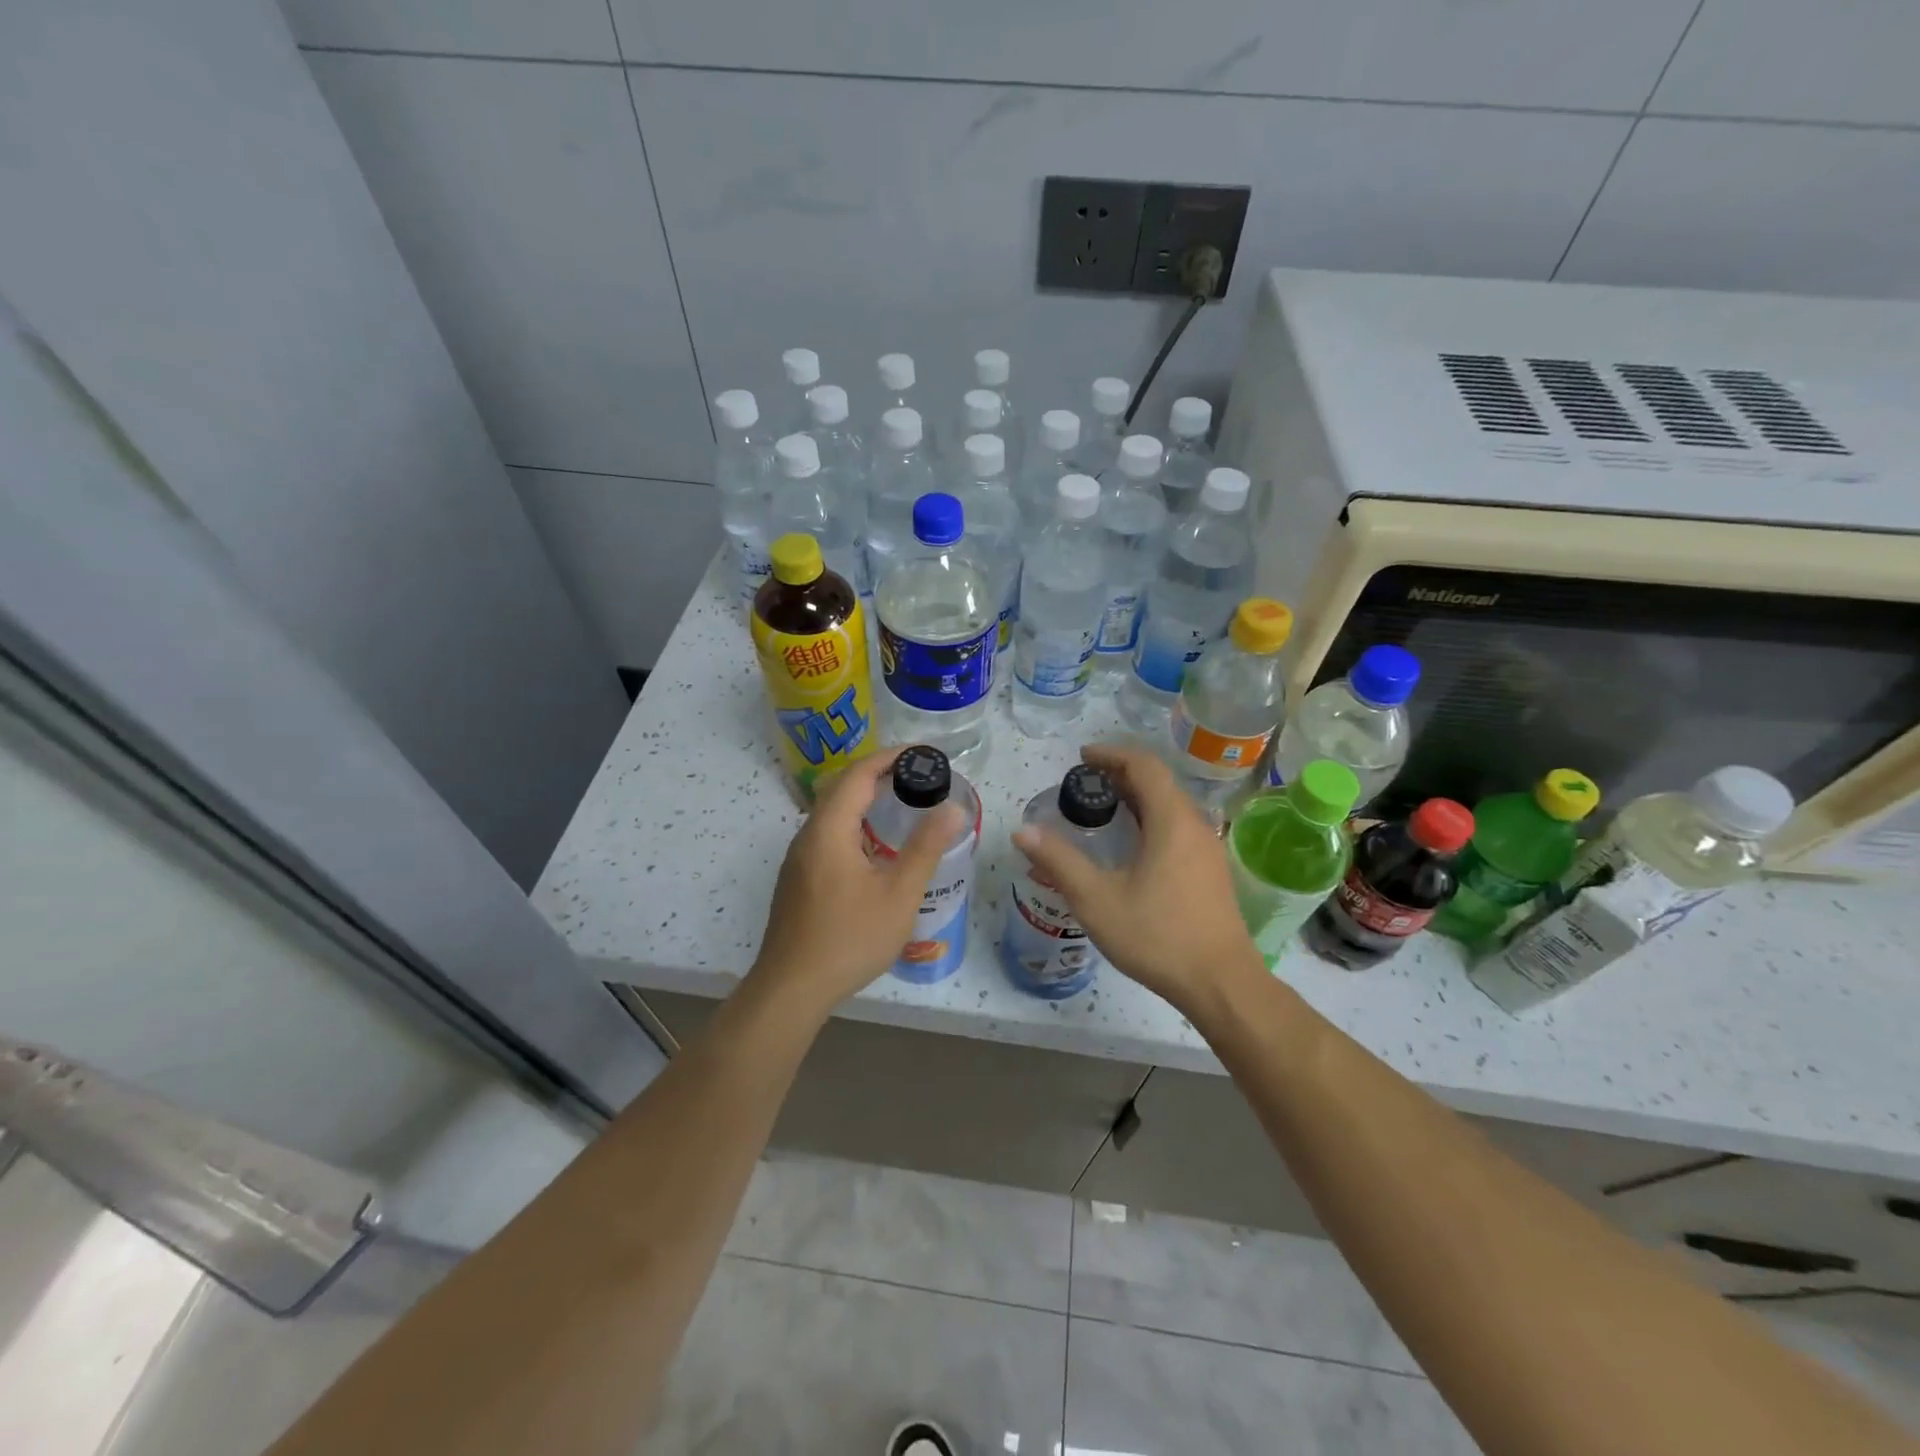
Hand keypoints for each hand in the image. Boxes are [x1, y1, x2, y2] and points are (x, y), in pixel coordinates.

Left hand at [747, 748, 964, 1018]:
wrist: (792, 988)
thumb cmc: (849, 938)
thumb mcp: (898, 894)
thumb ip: (926, 848)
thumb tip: (952, 808)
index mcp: (830, 829)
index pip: (859, 774)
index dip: (890, 757)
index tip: (922, 752)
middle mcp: (808, 835)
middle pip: (841, 788)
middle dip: (877, 773)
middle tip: (916, 775)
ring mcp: (798, 859)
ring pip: (831, 812)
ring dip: (862, 799)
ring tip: (899, 803)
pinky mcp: (797, 879)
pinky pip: (826, 834)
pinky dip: (852, 823)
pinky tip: (872, 847)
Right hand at [1012, 744, 1260, 1015]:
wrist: (1221, 984)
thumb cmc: (1158, 936)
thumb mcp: (1097, 899)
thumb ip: (1059, 861)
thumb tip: (1022, 831)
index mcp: (1172, 821)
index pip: (1144, 766)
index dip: (1112, 754)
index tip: (1082, 757)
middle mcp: (1195, 825)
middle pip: (1159, 782)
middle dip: (1121, 773)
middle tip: (1085, 781)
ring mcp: (1207, 849)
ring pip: (1171, 805)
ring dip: (1137, 796)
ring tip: (1103, 807)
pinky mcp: (1210, 871)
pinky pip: (1178, 827)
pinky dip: (1150, 818)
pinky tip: (1131, 845)